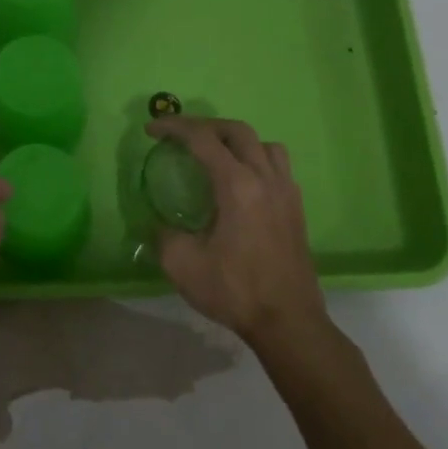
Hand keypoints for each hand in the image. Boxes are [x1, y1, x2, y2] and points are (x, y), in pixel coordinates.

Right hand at [147, 117, 328, 345]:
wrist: (288, 322)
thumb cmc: (234, 290)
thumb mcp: (182, 264)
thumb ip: (163, 235)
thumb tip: (159, 224)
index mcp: (237, 185)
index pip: (203, 139)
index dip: (174, 127)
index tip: (151, 130)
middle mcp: (265, 179)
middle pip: (237, 131)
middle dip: (205, 126)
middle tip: (180, 136)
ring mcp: (286, 192)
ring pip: (265, 144)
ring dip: (236, 140)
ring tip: (215, 155)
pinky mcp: (296, 209)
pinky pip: (278, 166)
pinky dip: (256, 159)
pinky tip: (241, 183)